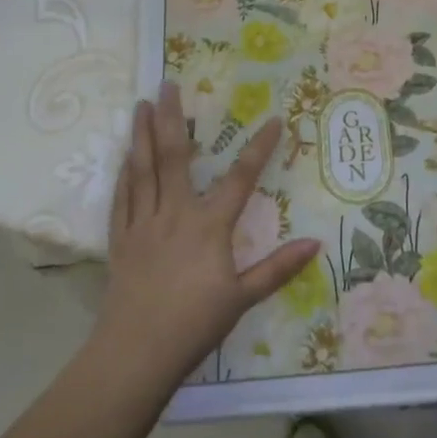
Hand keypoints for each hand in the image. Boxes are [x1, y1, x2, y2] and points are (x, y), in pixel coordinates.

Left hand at [94, 82, 320, 388]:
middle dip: (172, 117)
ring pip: (143, 169)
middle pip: (174, 156)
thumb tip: (315, 244)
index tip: (273, 119)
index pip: (241, 178)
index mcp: (209, 225)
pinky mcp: (121, 239)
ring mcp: (144, 223)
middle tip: (167, 83)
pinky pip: (122, 198)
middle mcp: (175, 213)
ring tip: (139, 104)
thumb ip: (277, 268)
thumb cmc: (194, 325)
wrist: (136, 354)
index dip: (260, 147)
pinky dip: (124, 173)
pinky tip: (124, 156)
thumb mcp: (242, 298)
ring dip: (142, 134)